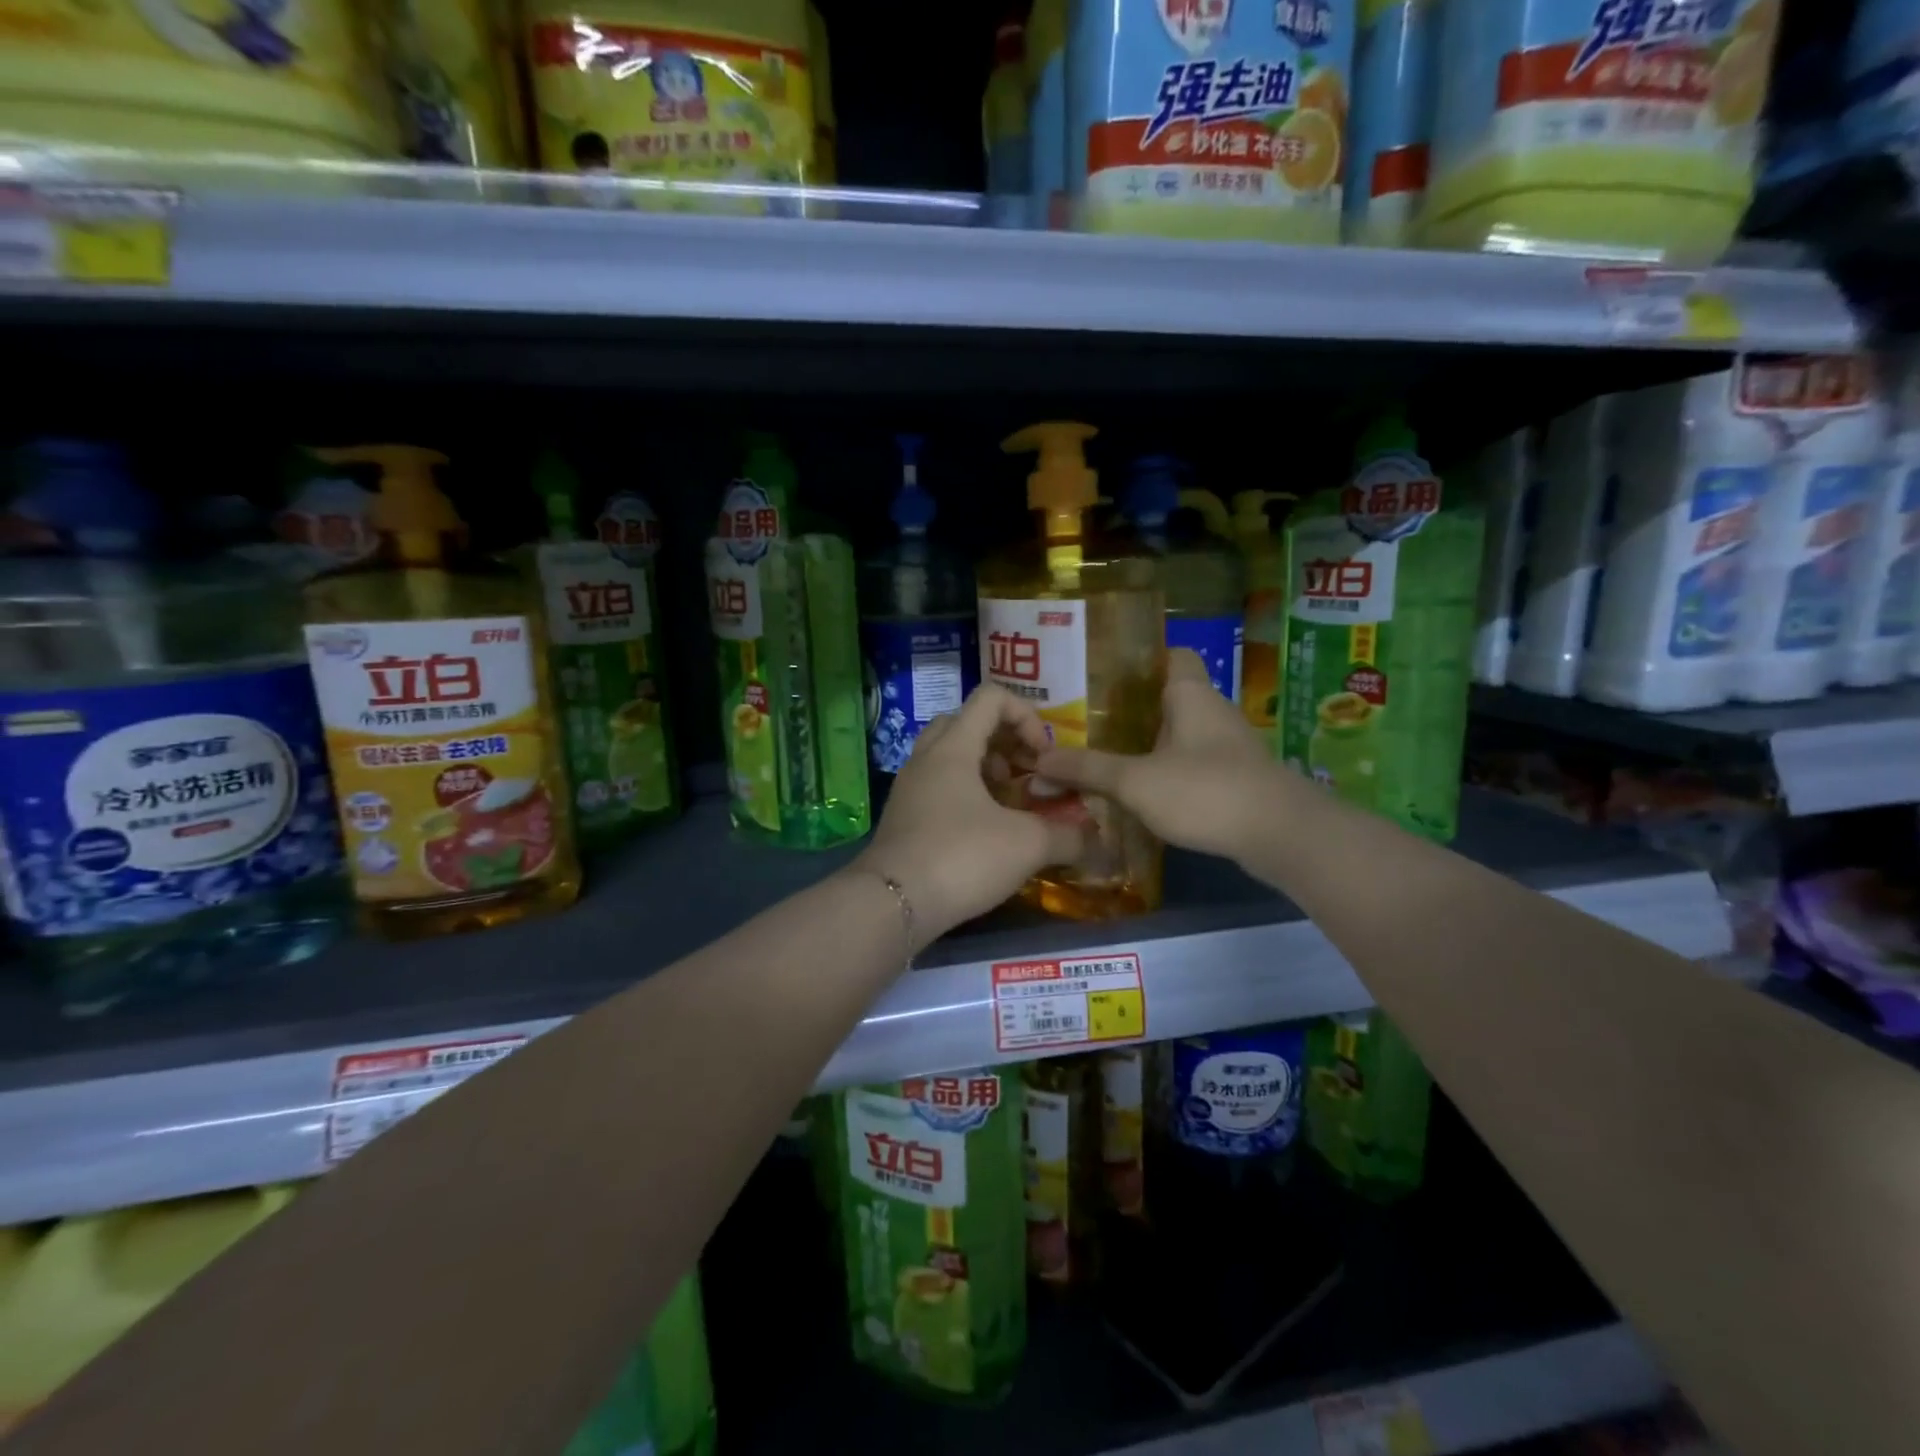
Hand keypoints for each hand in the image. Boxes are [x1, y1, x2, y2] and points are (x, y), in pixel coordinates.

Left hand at [854, 684, 1087, 946]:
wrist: (892, 903)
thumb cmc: (961, 857)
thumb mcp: (1026, 845)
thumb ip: (1067, 836)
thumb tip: (1097, 840)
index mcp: (953, 747)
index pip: (991, 698)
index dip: (1026, 716)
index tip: (1043, 756)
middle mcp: (926, 758)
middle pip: (965, 723)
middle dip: (1002, 741)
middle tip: (1023, 774)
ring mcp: (909, 788)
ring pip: (948, 756)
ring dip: (983, 769)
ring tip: (1009, 804)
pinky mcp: (902, 817)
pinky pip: (937, 787)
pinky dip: (964, 795)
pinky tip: (985, 832)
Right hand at [1036, 649, 1284, 862]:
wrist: (1280, 836)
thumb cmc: (1205, 790)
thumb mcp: (1135, 781)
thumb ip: (1087, 769)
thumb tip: (1038, 761)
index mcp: (1190, 694)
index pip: (1171, 655)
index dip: (1140, 659)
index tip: (1102, 674)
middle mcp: (1212, 711)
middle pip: (1168, 697)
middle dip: (1131, 709)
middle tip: (1086, 721)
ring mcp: (1228, 747)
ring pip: (1180, 734)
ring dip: (1148, 744)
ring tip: (1103, 756)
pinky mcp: (1236, 779)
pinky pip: (1193, 764)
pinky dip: (1167, 772)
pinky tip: (1140, 792)